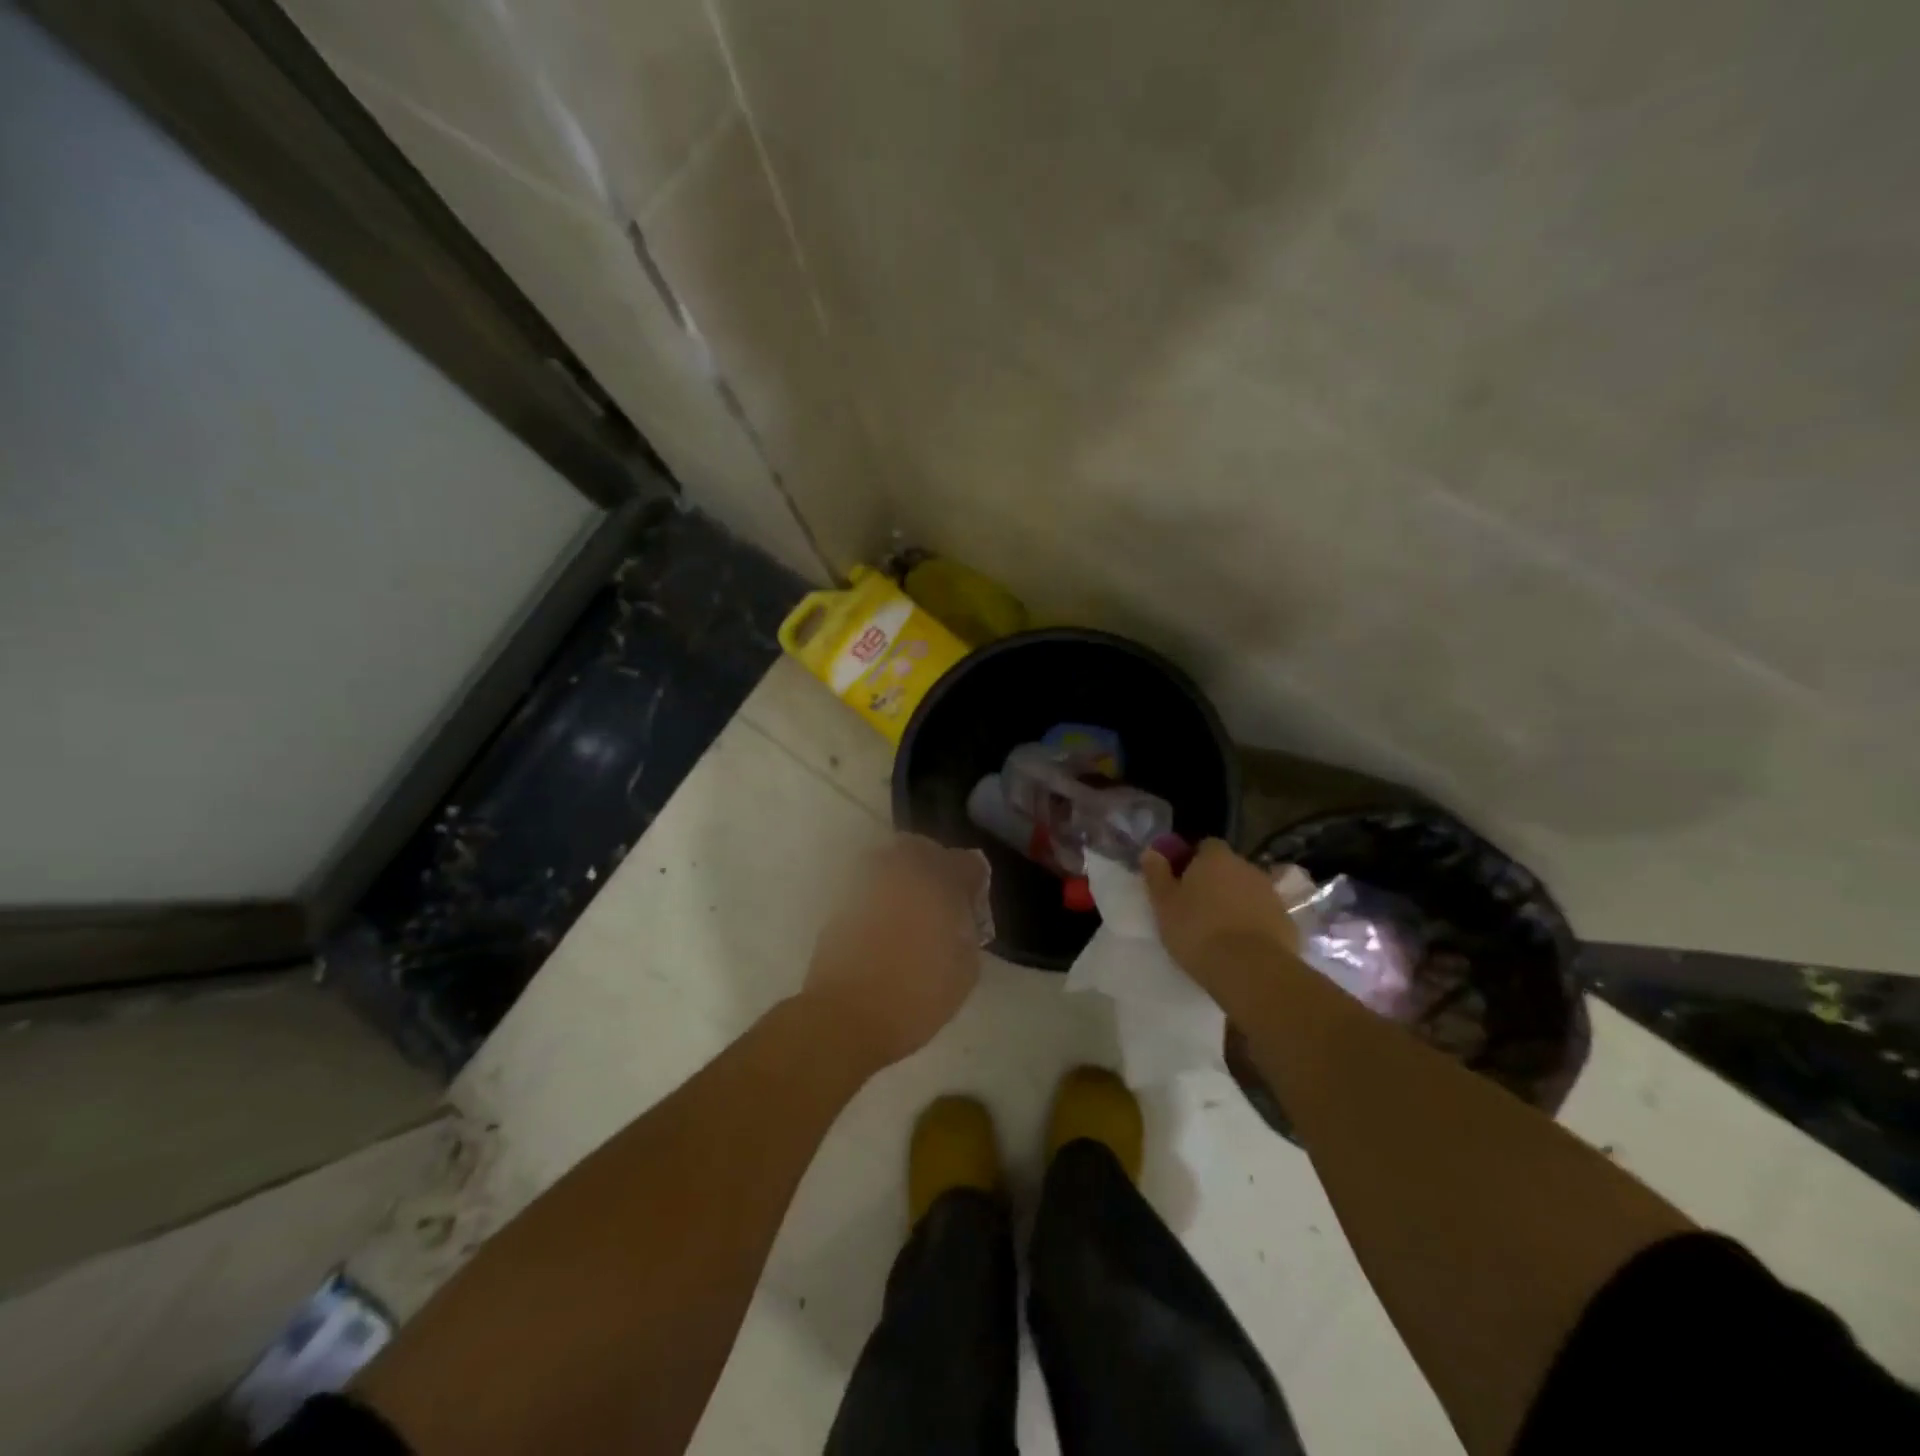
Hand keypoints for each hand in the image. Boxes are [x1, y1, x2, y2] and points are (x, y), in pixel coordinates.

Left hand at [800, 834, 987, 1069]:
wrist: (847, 1015)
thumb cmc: (918, 994)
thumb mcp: (966, 966)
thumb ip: (969, 925)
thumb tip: (962, 909)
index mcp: (939, 878)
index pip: (968, 863)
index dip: (974, 885)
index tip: (972, 908)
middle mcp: (901, 867)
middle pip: (926, 851)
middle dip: (938, 870)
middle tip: (941, 904)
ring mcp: (867, 879)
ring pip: (893, 863)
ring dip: (906, 880)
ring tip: (911, 915)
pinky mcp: (841, 898)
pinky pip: (871, 886)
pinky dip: (881, 898)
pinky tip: (885, 927)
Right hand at [1140, 839, 1297, 996]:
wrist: (1250, 970)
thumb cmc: (1197, 930)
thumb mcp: (1164, 904)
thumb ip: (1157, 874)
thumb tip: (1151, 852)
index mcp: (1216, 858)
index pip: (1205, 846)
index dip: (1192, 860)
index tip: (1181, 881)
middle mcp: (1247, 867)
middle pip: (1228, 868)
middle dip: (1215, 882)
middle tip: (1196, 907)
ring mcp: (1271, 894)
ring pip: (1247, 891)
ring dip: (1235, 902)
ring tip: (1219, 930)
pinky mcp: (1287, 921)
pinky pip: (1264, 915)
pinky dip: (1254, 923)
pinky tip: (1241, 946)